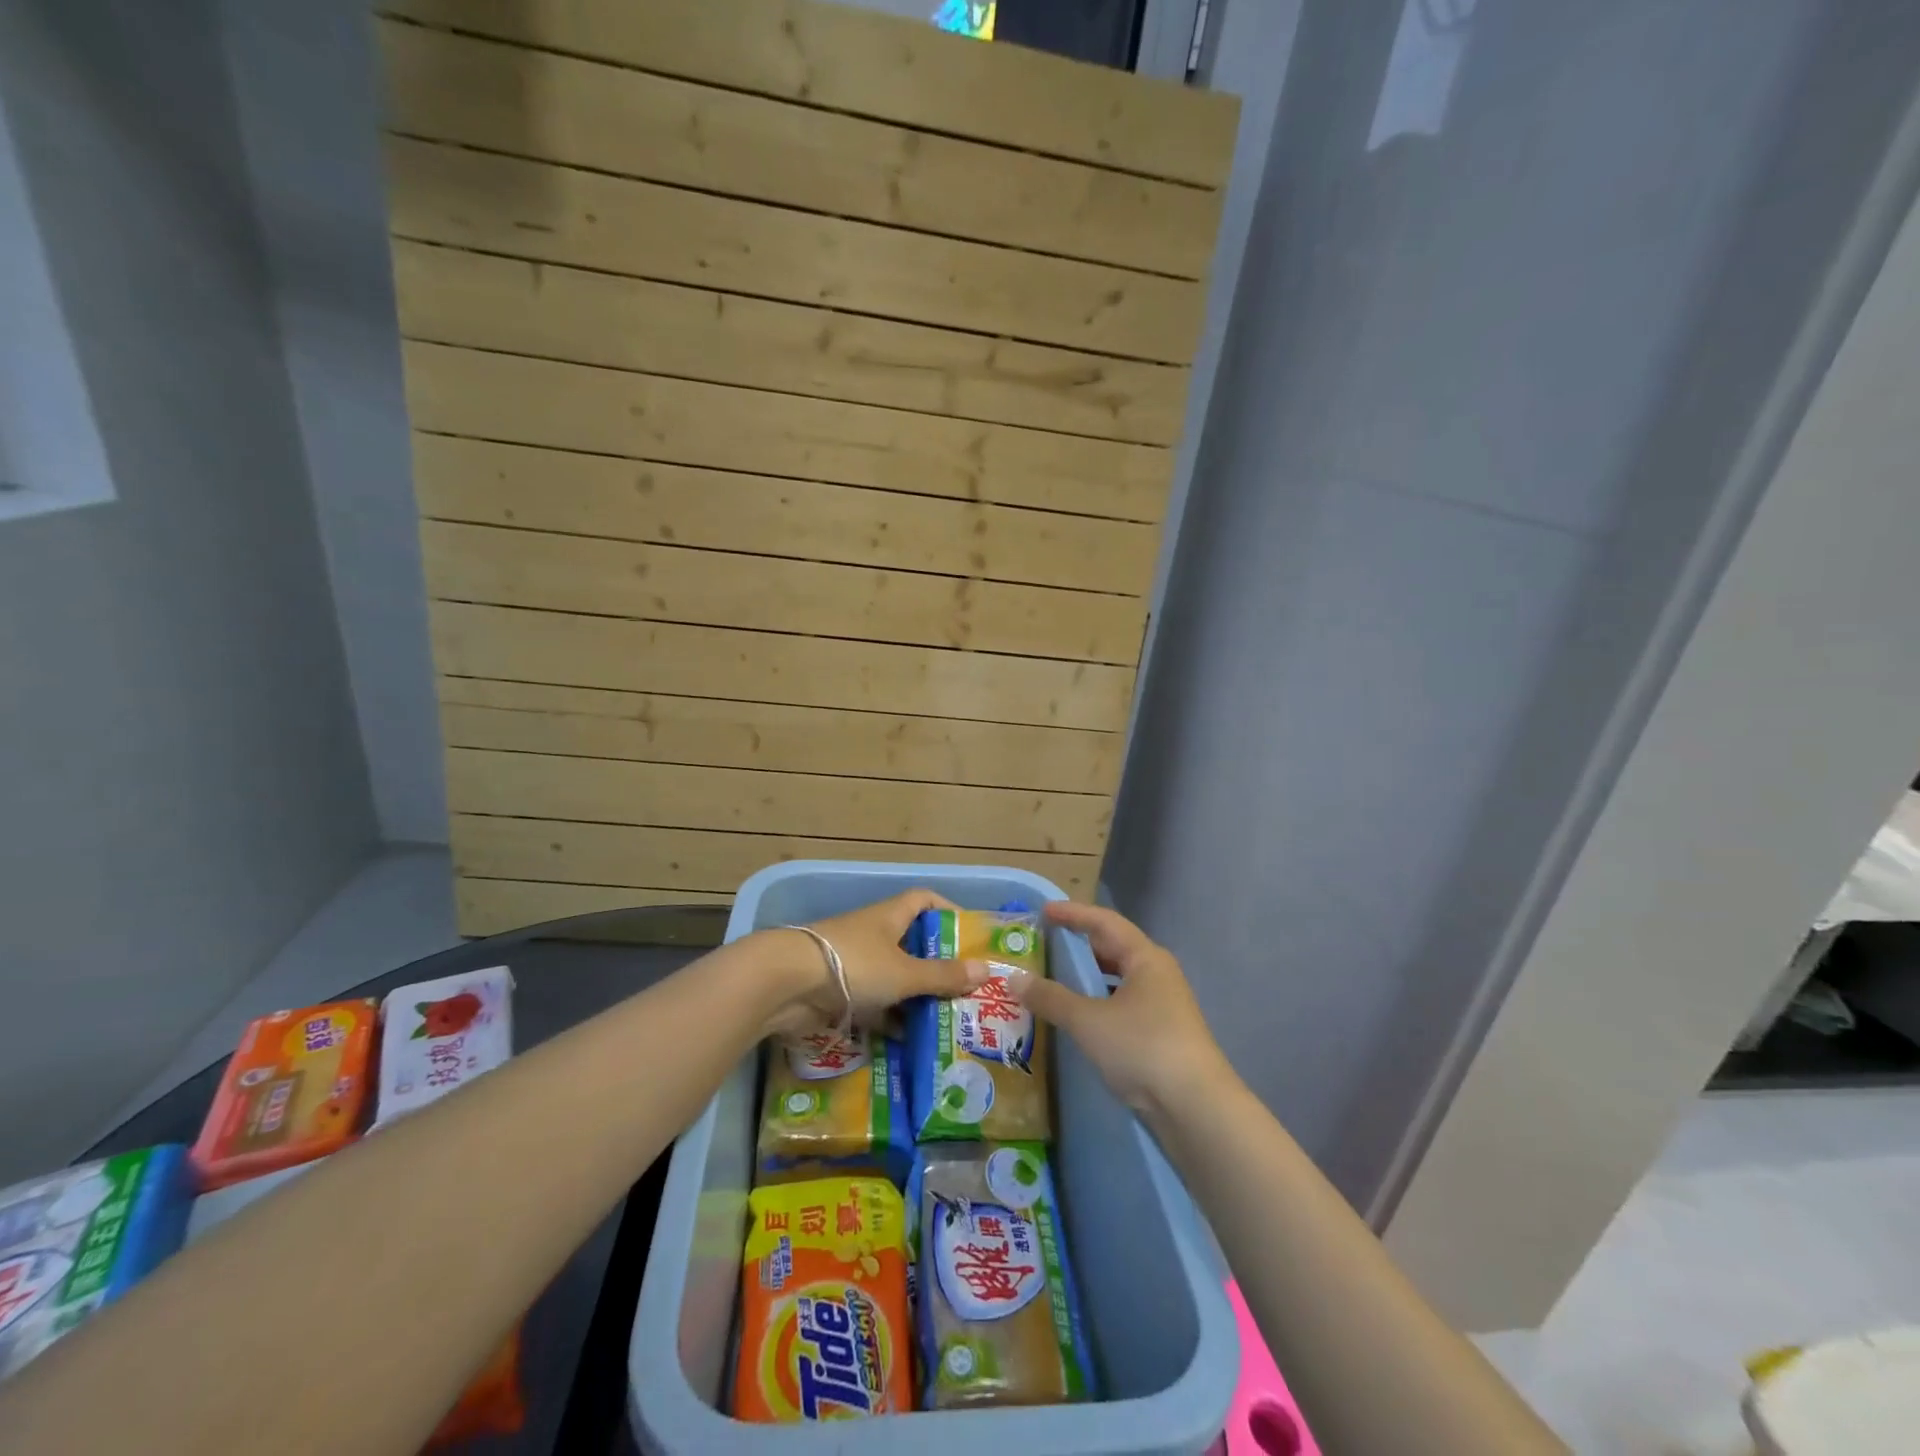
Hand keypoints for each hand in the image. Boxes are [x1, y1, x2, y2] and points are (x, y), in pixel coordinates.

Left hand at [762, 889, 988, 1039]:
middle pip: (912, 944)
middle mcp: (873, 935)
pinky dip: (890, 1019)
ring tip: (946, 1021)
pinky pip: (873, 1003)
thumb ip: (943, 975)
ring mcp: (854, 964)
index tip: (969, 934)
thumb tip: (986, 970)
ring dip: (915, 998)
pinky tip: (910, 1042)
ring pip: (893, 978)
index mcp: (890, 916)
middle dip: (937, 966)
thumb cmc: (854, 965)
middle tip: (966, 990)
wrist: (786, 983)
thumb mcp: (905, 972)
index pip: (924, 900)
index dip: (948, 911)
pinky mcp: (838, 992)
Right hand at [1009, 901, 1232, 1117]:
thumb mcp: (1088, 1020)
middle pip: (1114, 948)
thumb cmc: (1142, 1047)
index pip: (1104, 923)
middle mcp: (1157, 974)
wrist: (1196, 1108)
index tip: (1044, 911)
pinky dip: (1098, 1003)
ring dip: (1088, 977)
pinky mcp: (1162, 1035)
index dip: (1073, 914)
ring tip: (1056, 979)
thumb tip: (1014, 978)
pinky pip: (1122, 1005)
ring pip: (1118, 980)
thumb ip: (1050, 997)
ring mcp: (1163, 1006)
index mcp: (1145, 958)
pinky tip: (1080, 1018)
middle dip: (1080, 943)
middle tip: (1047, 942)